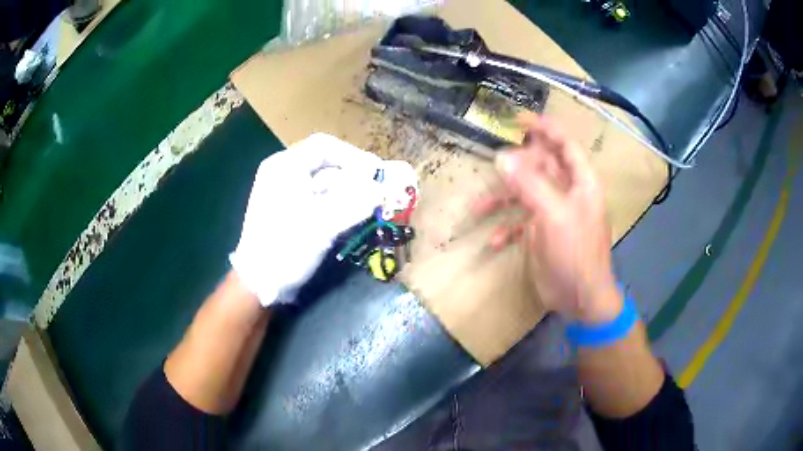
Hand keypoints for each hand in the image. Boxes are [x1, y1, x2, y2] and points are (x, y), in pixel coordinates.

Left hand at [230, 133, 385, 305]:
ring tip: (370, 207)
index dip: (354, 156)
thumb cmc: (284, 248)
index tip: (377, 173)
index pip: (324, 147)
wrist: (258, 284)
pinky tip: (354, 217)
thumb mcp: (322, 224)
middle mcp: (284, 173)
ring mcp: (287, 193)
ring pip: (326, 184)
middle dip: (355, 178)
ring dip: (350, 193)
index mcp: (284, 166)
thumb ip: (357, 203)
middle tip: (379, 192)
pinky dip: (339, 206)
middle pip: (327, 165)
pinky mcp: (292, 212)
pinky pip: (321, 200)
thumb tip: (386, 189)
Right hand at [475, 114, 621, 323]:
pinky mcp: (541, 233)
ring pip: (525, 192)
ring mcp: (553, 212)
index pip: (564, 143)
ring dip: (503, 198)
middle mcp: (567, 192)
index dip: (544, 128)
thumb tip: (501, 157)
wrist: (580, 298)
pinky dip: (506, 228)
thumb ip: (529, 184)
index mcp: (580, 181)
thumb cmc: (575, 253)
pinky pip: (520, 222)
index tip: (518, 118)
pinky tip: (494, 241)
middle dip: (517, 164)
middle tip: (494, 163)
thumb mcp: (554, 215)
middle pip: (541, 166)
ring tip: (479, 206)